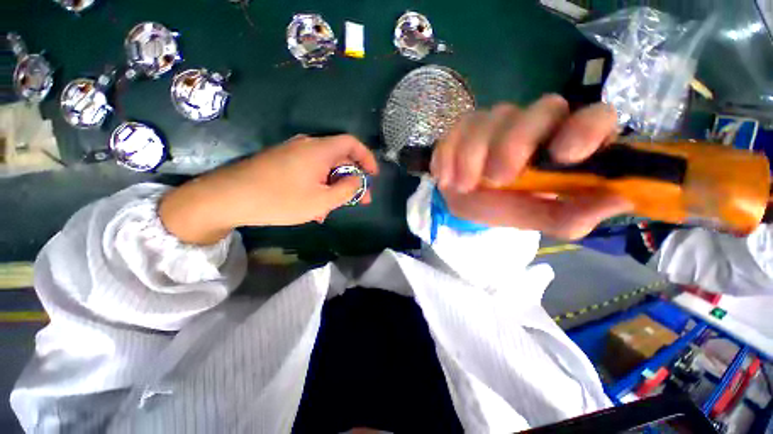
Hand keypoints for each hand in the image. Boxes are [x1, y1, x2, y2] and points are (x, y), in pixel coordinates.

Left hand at [159, 135, 378, 243]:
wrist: (227, 198)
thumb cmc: (280, 199)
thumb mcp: (321, 200)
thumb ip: (346, 190)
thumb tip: (358, 180)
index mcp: (319, 150)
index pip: (352, 143)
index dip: (367, 157)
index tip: (373, 175)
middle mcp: (307, 146)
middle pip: (339, 158)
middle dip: (352, 180)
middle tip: (359, 200)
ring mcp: (292, 153)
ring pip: (324, 169)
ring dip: (333, 188)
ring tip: (332, 210)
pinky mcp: (281, 162)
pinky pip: (309, 172)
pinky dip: (318, 187)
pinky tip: (313, 208)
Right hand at [430, 94, 632, 239]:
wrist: (466, 200)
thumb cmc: (504, 208)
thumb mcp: (537, 218)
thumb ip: (569, 214)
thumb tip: (621, 198)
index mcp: (564, 144)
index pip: (595, 117)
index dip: (585, 129)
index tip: (563, 154)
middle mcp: (537, 123)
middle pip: (541, 110)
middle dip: (514, 145)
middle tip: (496, 179)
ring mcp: (498, 120)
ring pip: (491, 120)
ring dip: (473, 156)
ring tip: (462, 186)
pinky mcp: (465, 124)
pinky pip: (457, 129)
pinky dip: (449, 154)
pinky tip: (446, 176)